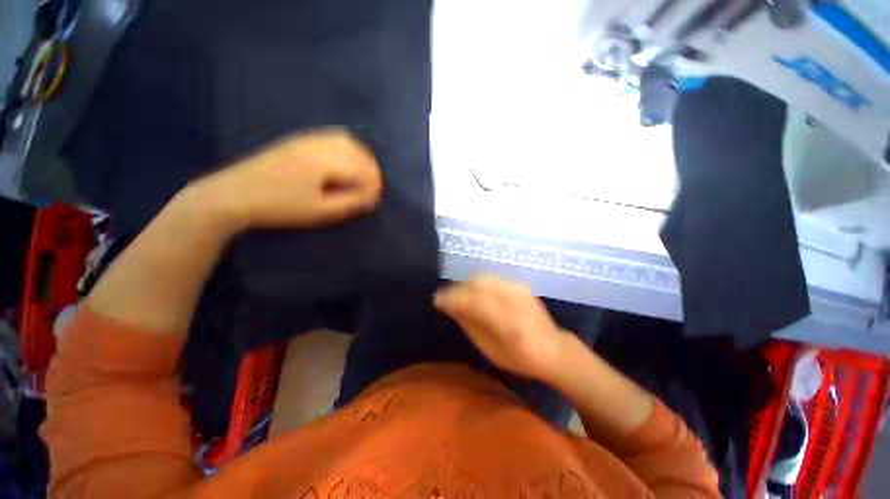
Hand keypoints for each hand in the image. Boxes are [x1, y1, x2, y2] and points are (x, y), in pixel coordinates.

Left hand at [193, 128, 382, 231]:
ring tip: (363, 175)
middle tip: (372, 189)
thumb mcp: (319, 211)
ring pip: (346, 141)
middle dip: (371, 171)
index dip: (372, 187)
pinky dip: (346, 148)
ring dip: (361, 158)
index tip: (373, 202)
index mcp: (324, 161)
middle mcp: (319, 144)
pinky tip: (346, 161)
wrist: (233, 194)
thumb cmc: (279, 207)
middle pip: (357, 152)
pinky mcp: (298, 140)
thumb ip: (349, 203)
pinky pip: (331, 137)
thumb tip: (370, 198)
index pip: (361, 170)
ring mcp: (307, 139)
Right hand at [434, 277, 574, 381]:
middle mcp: (514, 301)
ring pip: (484, 278)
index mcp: (508, 324)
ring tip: (457, 295)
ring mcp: (519, 290)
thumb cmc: (519, 358)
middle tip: (445, 298)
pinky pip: (492, 278)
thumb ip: (469, 324)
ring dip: (466, 284)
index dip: (452, 298)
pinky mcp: (520, 286)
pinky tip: (474, 292)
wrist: (553, 349)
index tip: (436, 300)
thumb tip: (449, 305)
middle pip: (478, 284)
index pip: (474, 302)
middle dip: (457, 288)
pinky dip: (478, 283)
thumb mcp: (490, 349)